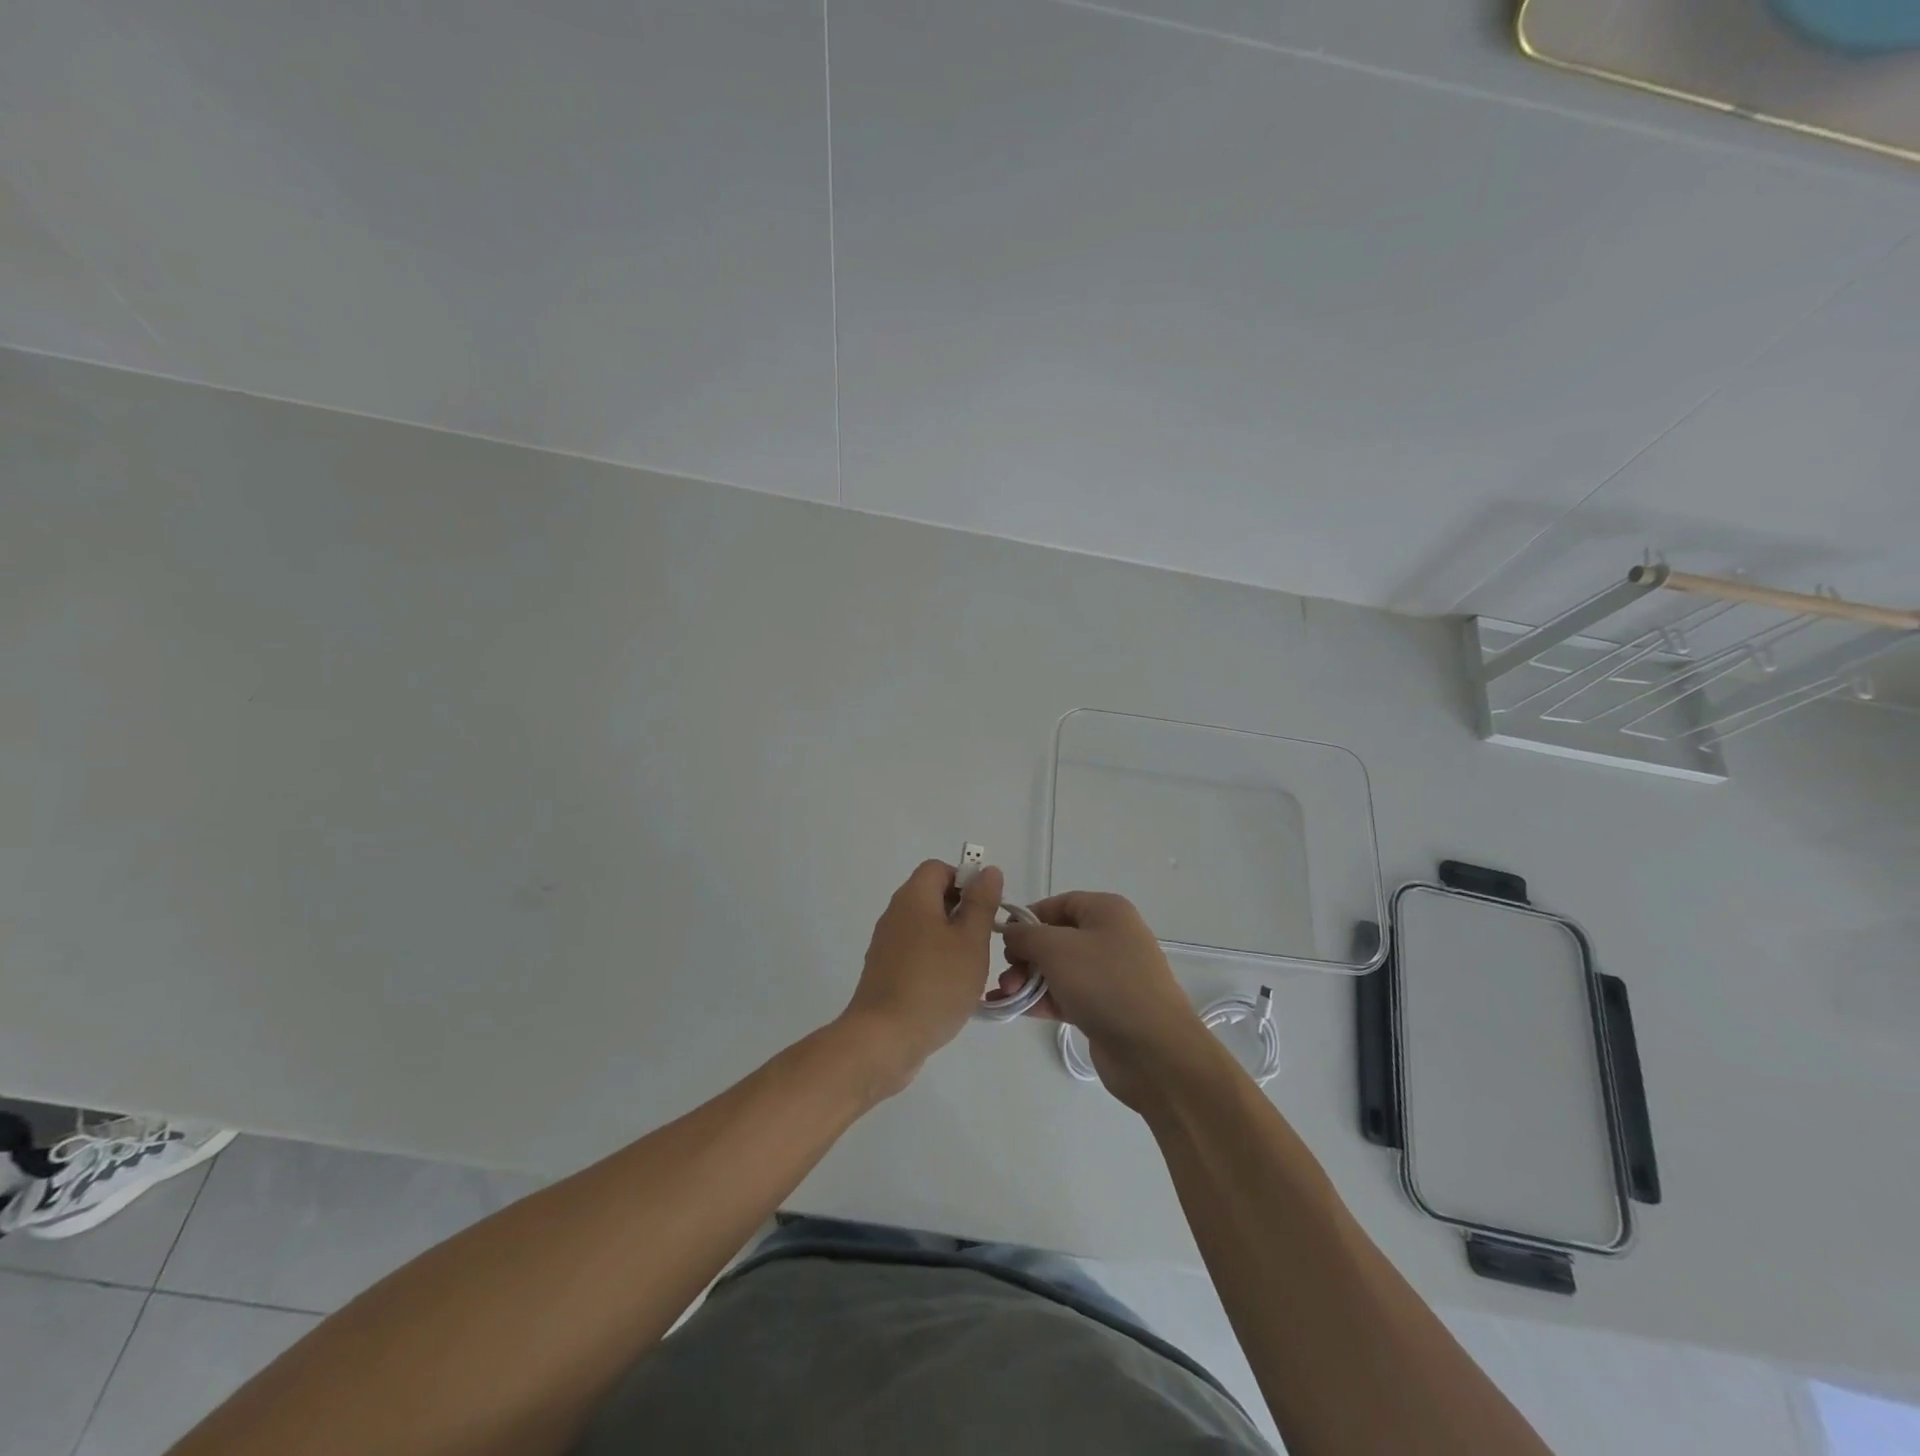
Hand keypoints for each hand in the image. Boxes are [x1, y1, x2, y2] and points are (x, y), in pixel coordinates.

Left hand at [839, 859, 1003, 1095]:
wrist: (884, 1039)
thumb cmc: (935, 984)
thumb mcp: (971, 941)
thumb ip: (981, 903)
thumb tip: (987, 871)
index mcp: (913, 898)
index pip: (938, 868)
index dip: (965, 881)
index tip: (985, 910)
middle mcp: (895, 914)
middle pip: (931, 897)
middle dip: (961, 913)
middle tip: (983, 941)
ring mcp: (886, 944)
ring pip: (925, 928)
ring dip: (950, 941)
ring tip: (971, 969)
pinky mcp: (884, 971)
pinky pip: (915, 953)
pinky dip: (934, 962)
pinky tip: (949, 990)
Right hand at [998, 891, 1214, 1109]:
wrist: (1153, 1051)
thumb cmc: (1104, 984)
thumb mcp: (1056, 948)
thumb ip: (1026, 935)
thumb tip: (1011, 933)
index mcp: (1107, 911)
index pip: (1058, 904)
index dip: (1028, 917)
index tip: (1001, 938)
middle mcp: (1111, 937)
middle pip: (1056, 937)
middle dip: (1025, 955)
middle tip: (1006, 975)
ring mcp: (1110, 975)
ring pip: (1059, 969)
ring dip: (1029, 979)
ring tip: (1007, 995)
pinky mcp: (1106, 1007)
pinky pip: (1066, 995)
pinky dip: (1041, 999)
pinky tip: (1014, 1008)